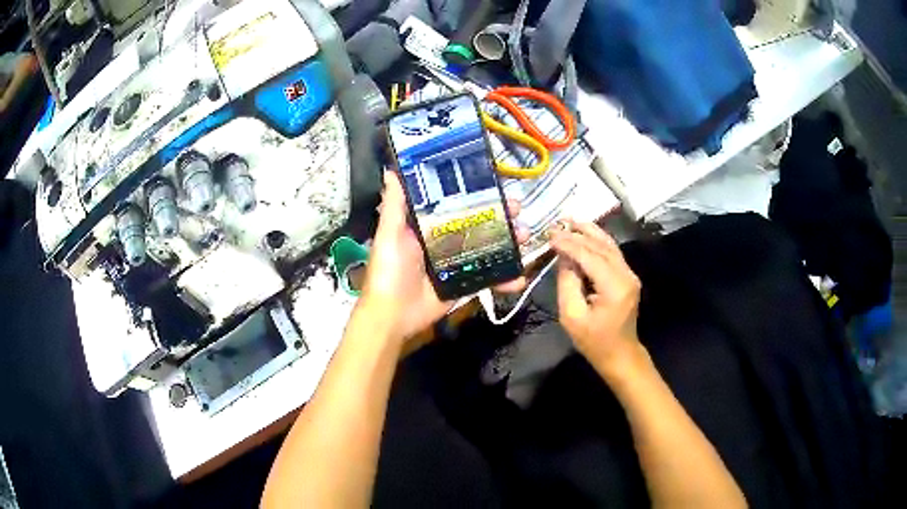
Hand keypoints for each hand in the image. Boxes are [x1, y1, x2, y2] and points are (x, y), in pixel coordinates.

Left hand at [356, 172, 528, 344]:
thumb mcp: (389, 235)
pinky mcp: (463, 284)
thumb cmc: (389, 272)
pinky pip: (488, 278)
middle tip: (518, 209)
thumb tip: (391, 170)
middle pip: (477, 223)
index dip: (476, 194)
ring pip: (488, 248)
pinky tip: (520, 277)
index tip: (496, 184)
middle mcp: (444, 241)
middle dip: (500, 215)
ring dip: (509, 243)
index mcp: (427, 226)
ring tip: (525, 238)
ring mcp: (456, 264)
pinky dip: (505, 278)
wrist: (392, 316)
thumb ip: (394, 206)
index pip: (456, 203)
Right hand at [549, 220, 642, 375]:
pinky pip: (612, 253)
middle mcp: (626, 275)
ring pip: (609, 245)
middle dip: (578, 234)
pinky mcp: (627, 276)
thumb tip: (564, 257)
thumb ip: (567, 283)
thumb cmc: (594, 341)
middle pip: (601, 246)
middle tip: (557, 224)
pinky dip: (597, 241)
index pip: (589, 256)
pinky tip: (585, 233)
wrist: (620, 354)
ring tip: (570, 220)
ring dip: (590, 232)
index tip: (550, 235)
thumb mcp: (571, 316)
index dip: (569, 244)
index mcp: (614, 287)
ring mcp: (630, 274)